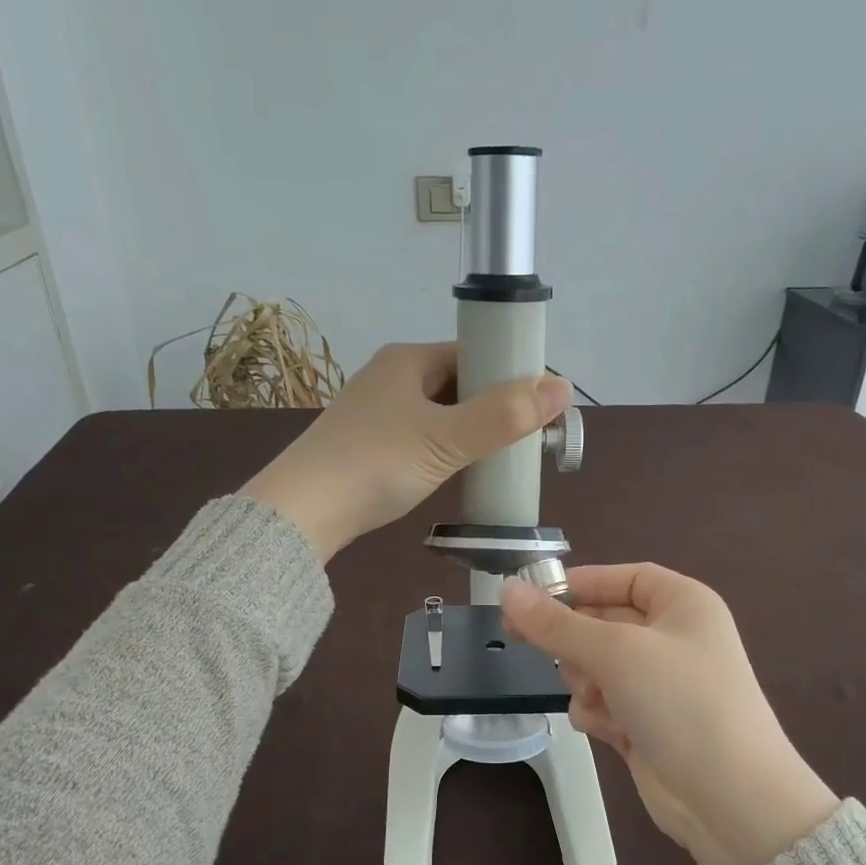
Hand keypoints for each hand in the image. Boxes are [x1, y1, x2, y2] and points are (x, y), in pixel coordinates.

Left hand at [239, 343, 572, 561]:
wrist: (303, 510)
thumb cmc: (377, 463)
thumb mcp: (447, 439)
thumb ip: (504, 416)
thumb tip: (562, 386)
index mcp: (408, 360)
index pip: (473, 354)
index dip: (510, 376)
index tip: (540, 408)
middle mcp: (391, 377)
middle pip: (458, 383)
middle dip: (493, 406)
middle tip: (526, 439)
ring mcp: (376, 411)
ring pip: (440, 412)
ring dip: (470, 430)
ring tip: (501, 457)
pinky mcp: (368, 444)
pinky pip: (421, 436)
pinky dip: (445, 448)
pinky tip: (458, 470)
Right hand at [502, 564, 840, 864]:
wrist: (730, 798)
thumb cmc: (680, 703)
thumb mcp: (616, 652)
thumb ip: (556, 624)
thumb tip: (507, 590)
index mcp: (683, 604)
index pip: (623, 578)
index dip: (580, 584)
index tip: (531, 598)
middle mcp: (673, 638)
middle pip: (603, 622)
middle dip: (575, 640)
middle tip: (526, 643)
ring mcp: (660, 684)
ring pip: (596, 666)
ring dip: (584, 680)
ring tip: (594, 696)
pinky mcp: (647, 724)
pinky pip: (604, 703)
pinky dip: (598, 713)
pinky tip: (607, 729)